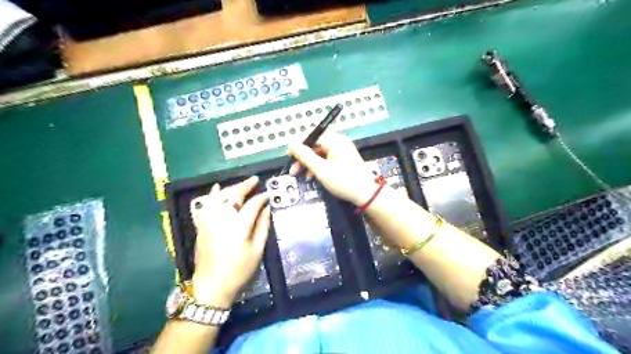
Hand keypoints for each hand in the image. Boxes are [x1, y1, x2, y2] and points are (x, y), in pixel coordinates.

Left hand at [191, 176, 272, 306]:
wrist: (211, 285)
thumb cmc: (239, 270)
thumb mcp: (257, 250)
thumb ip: (262, 227)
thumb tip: (266, 209)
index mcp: (239, 225)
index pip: (252, 204)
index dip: (261, 197)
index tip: (268, 195)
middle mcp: (222, 218)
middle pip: (234, 195)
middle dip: (245, 185)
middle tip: (255, 180)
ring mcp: (209, 220)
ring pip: (219, 196)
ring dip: (231, 188)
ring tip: (241, 184)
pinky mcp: (201, 225)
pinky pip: (206, 203)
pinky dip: (212, 194)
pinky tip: (216, 188)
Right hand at [289, 133, 378, 203]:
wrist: (366, 195)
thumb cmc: (343, 181)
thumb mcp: (321, 170)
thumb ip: (305, 156)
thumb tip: (291, 144)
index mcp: (335, 141)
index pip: (312, 136)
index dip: (299, 146)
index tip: (288, 157)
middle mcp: (339, 143)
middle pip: (315, 145)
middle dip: (303, 158)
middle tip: (293, 170)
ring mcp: (342, 152)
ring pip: (320, 154)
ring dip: (309, 164)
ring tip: (301, 176)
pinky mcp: (343, 161)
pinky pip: (326, 160)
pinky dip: (318, 167)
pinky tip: (312, 177)